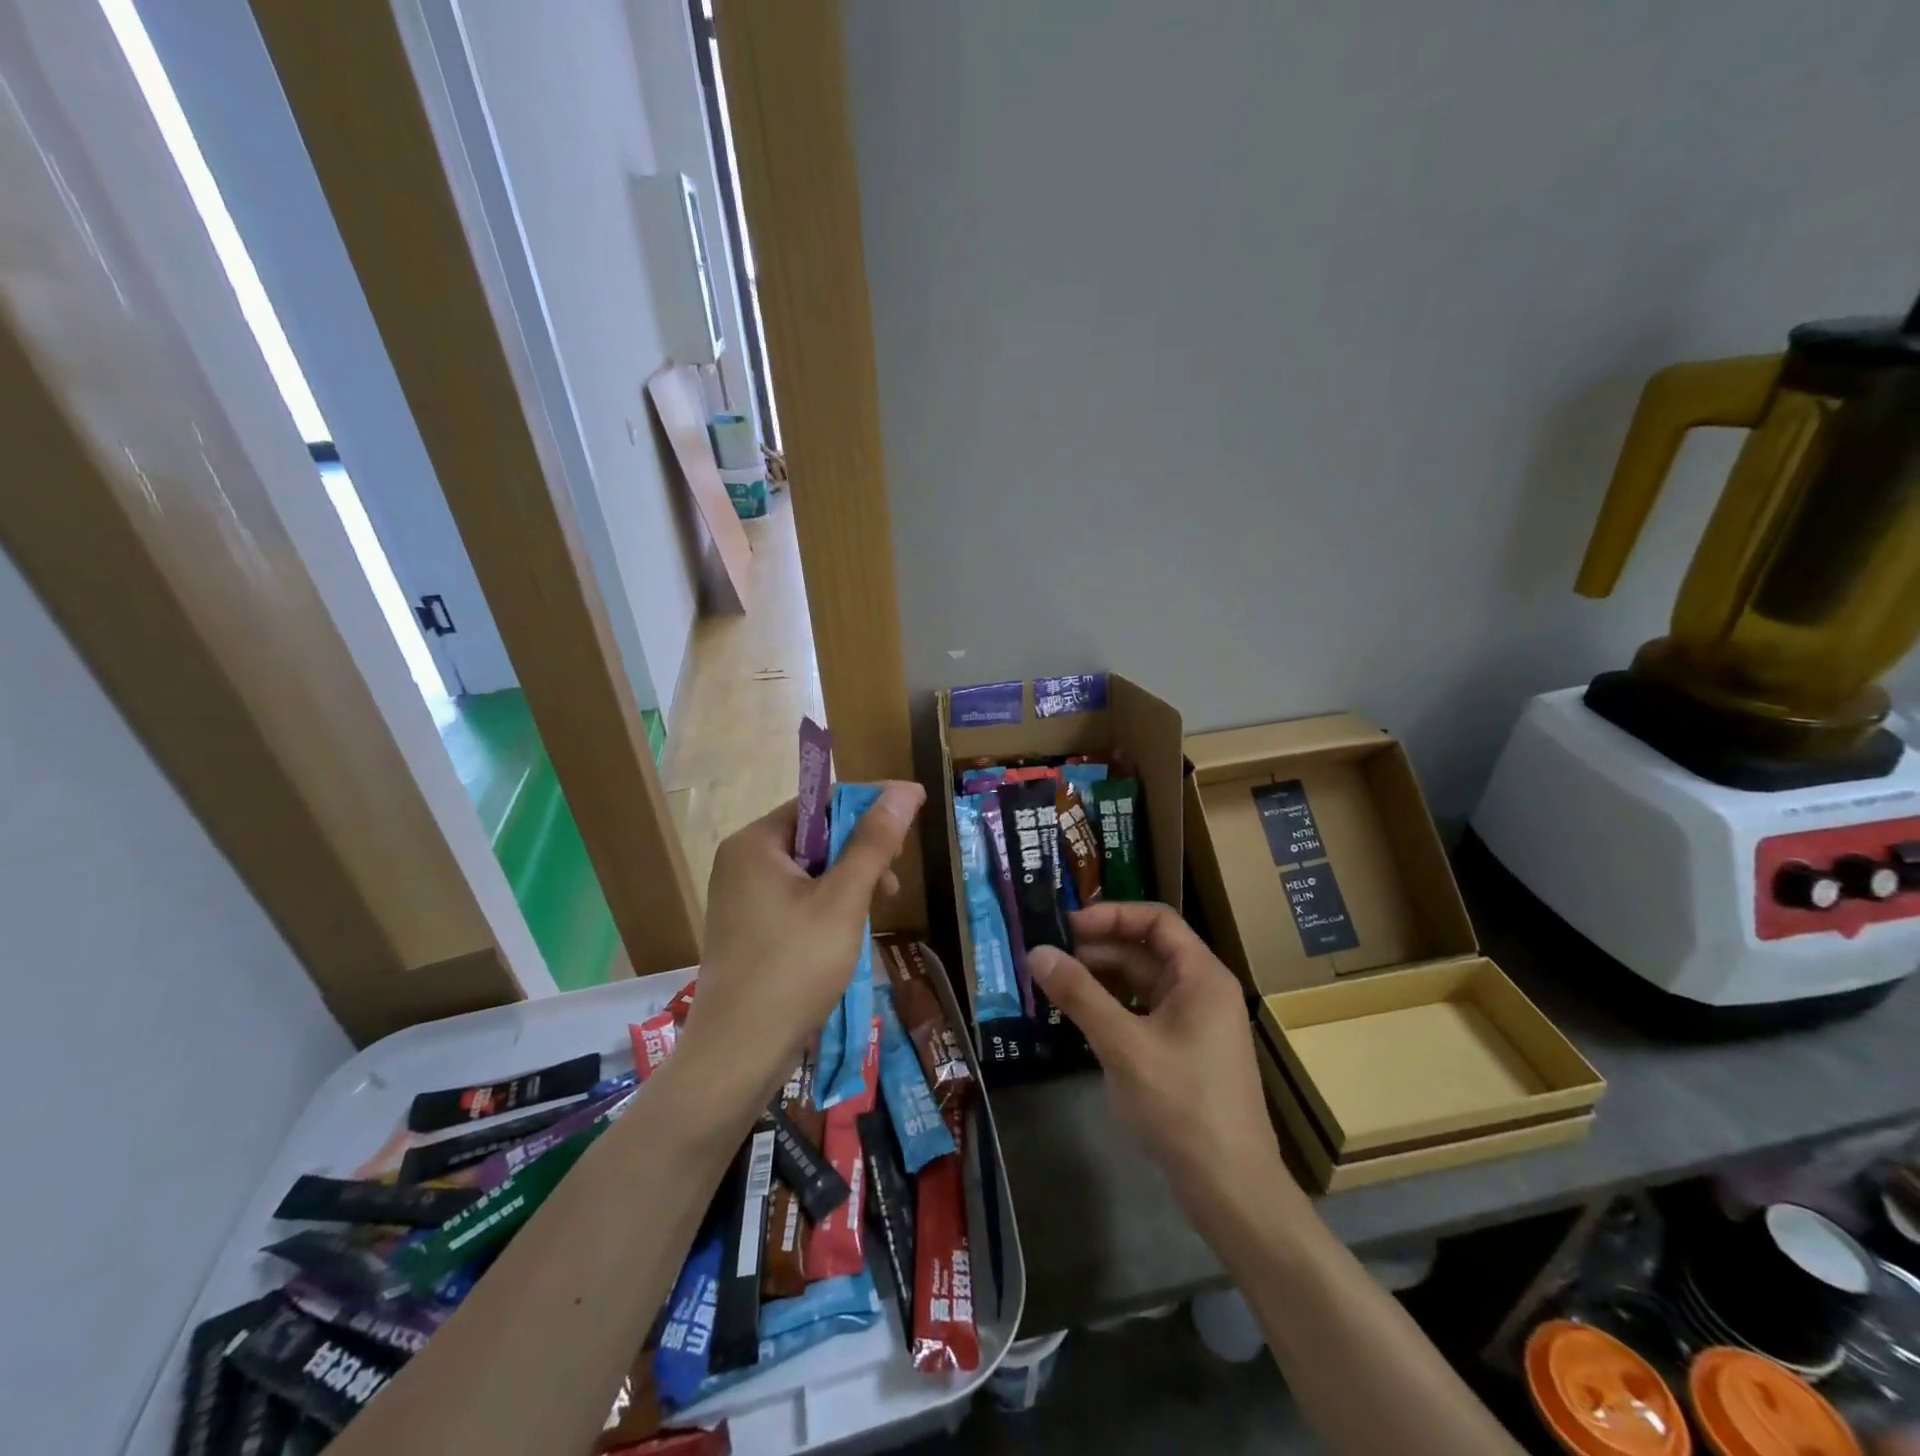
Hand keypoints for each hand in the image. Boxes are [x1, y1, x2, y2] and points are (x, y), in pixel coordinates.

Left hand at [681, 782, 924, 1099]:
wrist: (738, 1054)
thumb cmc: (794, 967)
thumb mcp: (843, 900)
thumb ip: (874, 842)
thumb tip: (904, 790)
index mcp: (756, 842)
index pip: (820, 801)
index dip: (870, 803)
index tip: (913, 812)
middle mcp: (742, 860)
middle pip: (816, 834)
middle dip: (861, 850)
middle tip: (893, 882)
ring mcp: (742, 897)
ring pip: (810, 869)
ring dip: (849, 881)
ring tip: (876, 912)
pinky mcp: (749, 928)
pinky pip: (797, 897)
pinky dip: (829, 905)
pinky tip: (849, 932)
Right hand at [1028, 903, 1303, 1236]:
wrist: (1231, 1190)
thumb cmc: (1183, 1106)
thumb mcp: (1124, 1046)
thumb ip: (1080, 995)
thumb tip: (1036, 952)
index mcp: (1202, 976)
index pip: (1156, 920)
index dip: (1111, 915)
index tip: (1067, 926)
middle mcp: (1202, 990)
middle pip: (1147, 950)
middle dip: (1098, 949)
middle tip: (1050, 957)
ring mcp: (1195, 1023)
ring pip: (1142, 983)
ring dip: (1102, 979)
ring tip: (1056, 984)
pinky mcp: (1184, 1051)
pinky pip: (1144, 1012)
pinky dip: (1112, 1008)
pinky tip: (1080, 1018)